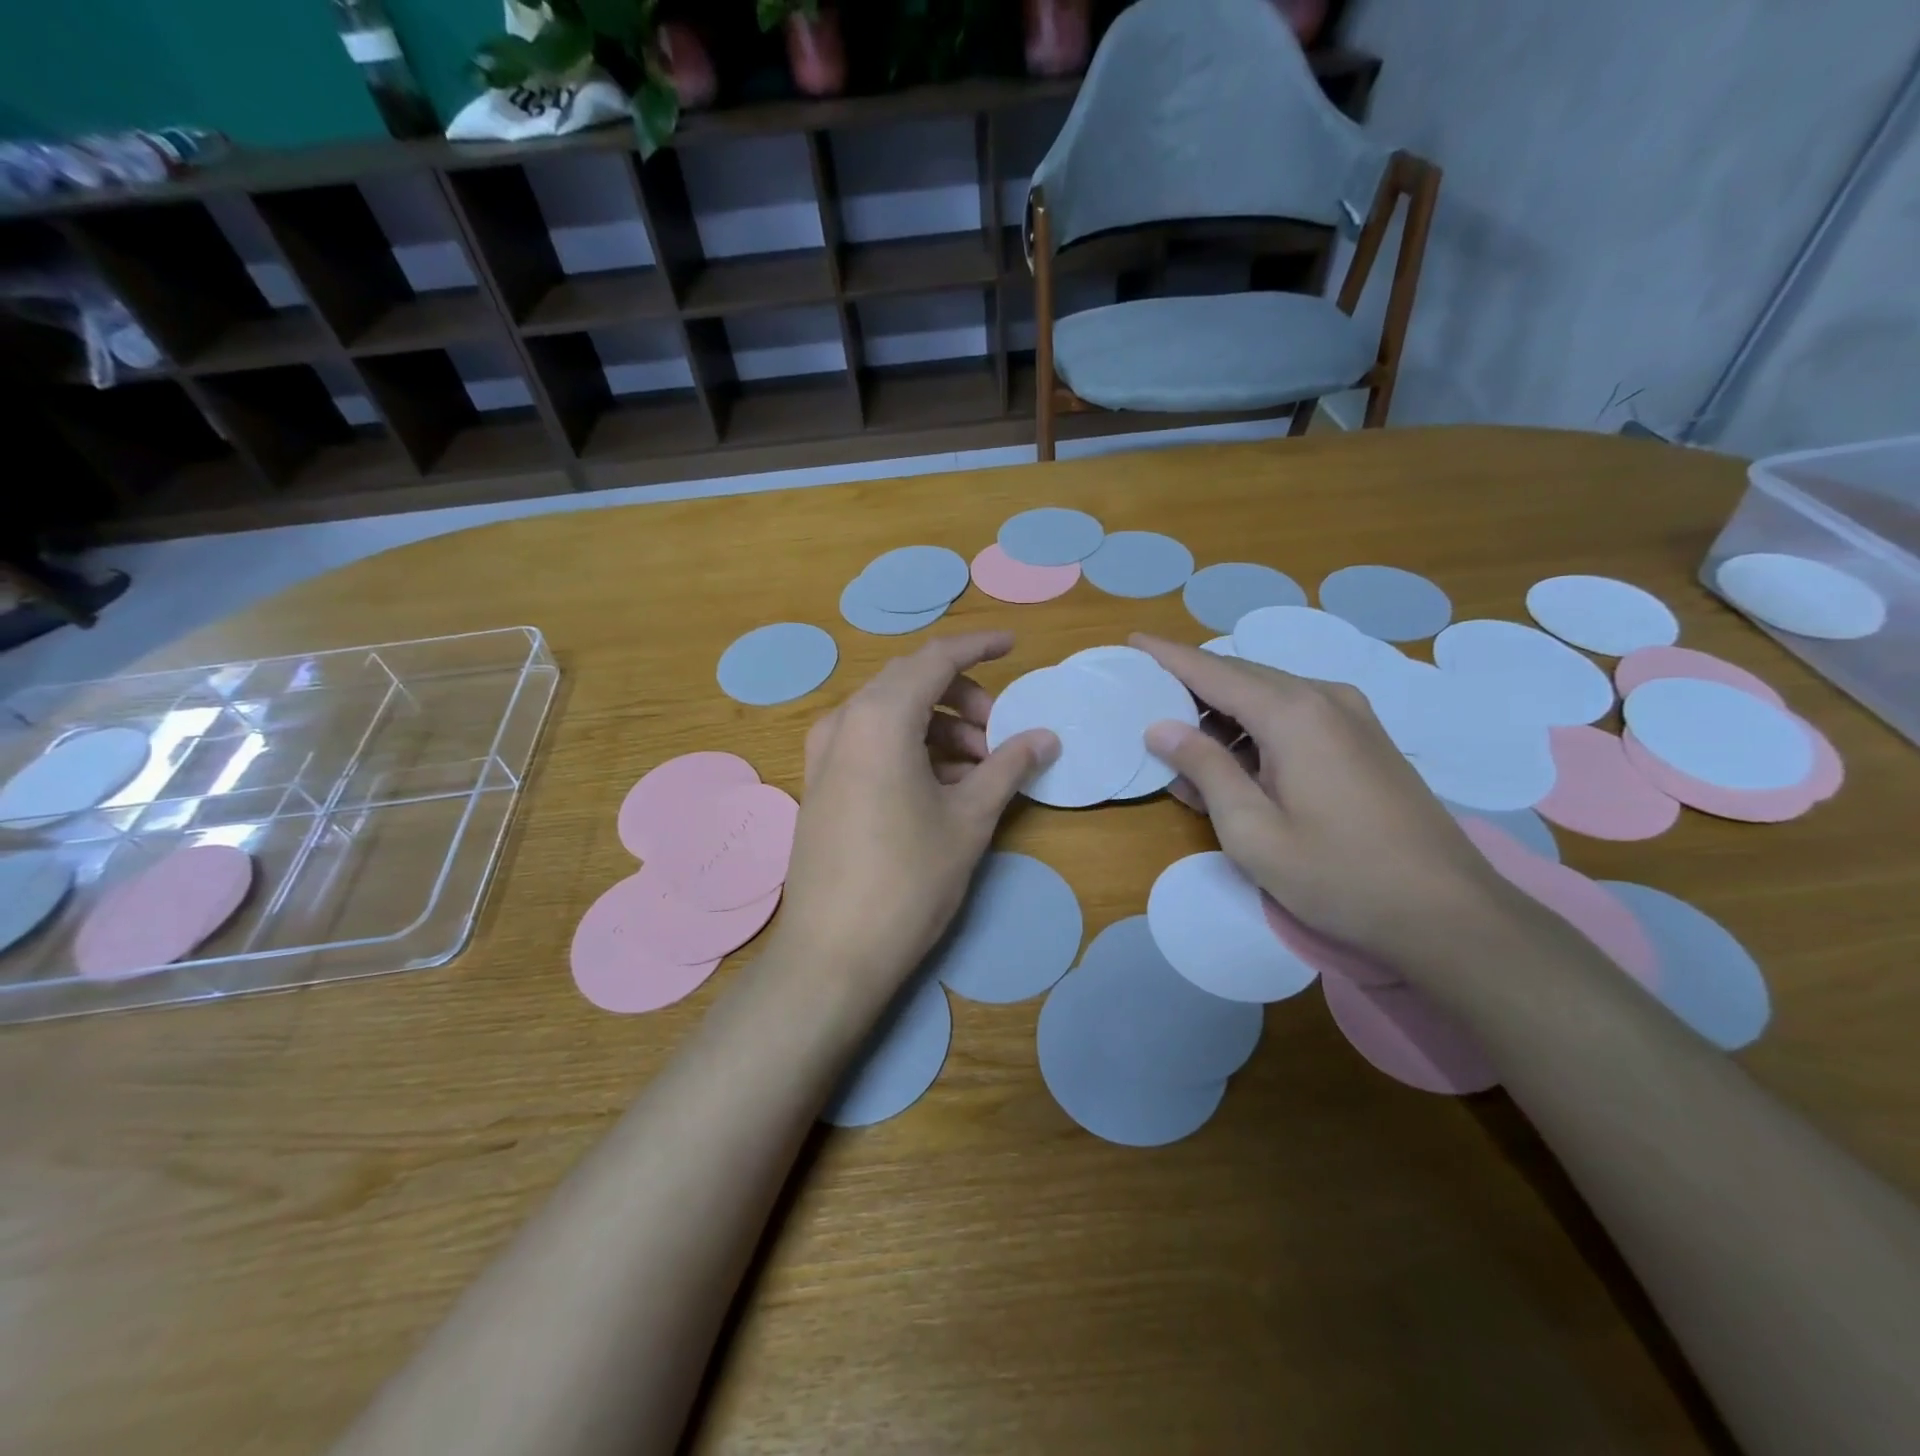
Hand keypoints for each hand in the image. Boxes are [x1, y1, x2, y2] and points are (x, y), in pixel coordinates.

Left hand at [771, 632, 1058, 1005]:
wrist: (832, 952)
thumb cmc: (909, 879)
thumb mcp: (969, 819)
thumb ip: (1008, 767)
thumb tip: (1045, 737)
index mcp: (880, 717)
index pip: (935, 658)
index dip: (978, 646)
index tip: (1013, 645)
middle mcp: (844, 722)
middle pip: (911, 683)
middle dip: (962, 697)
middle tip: (1000, 733)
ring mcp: (825, 753)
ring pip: (891, 715)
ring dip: (939, 727)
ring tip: (979, 769)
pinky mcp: (821, 782)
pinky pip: (871, 743)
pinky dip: (911, 748)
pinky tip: (942, 787)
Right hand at [1131, 634, 1517, 966]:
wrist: (1447, 912)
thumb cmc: (1338, 875)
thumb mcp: (1252, 831)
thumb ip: (1205, 769)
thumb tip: (1161, 727)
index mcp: (1292, 713)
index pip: (1213, 671)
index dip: (1169, 656)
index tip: (1132, 641)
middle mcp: (1324, 697)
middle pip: (1242, 675)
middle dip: (1192, 683)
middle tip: (1148, 698)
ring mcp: (1353, 715)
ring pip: (1270, 693)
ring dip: (1225, 709)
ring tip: (1184, 738)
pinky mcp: (1366, 739)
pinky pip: (1296, 713)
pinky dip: (1257, 724)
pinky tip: (1238, 757)